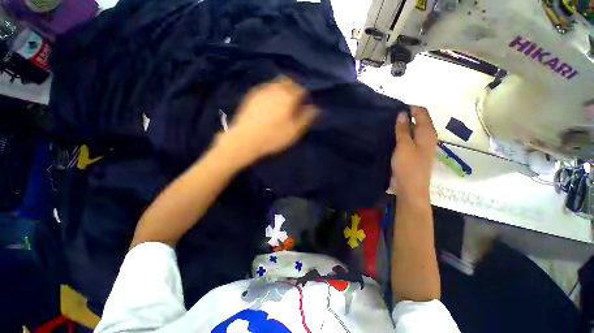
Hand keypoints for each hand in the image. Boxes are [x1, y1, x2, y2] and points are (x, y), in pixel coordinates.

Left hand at [220, 77, 318, 164]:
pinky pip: (265, 88)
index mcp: (288, 97)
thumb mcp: (294, 131)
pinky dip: (271, 93)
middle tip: (293, 103)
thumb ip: (306, 118)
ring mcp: (262, 90)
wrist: (245, 139)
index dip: (304, 97)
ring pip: (276, 83)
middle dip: (293, 89)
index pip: (301, 89)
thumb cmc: (273, 137)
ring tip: (281, 104)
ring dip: (282, 90)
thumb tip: (315, 108)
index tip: (303, 106)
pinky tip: (268, 104)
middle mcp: (275, 89)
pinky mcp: (251, 95)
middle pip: (288, 82)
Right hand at [390, 106, 437, 198]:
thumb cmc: (408, 166)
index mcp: (427, 133)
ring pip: (410, 131)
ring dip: (400, 127)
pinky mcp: (411, 153)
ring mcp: (418, 146)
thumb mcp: (404, 145)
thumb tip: (402, 113)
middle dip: (404, 117)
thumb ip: (403, 129)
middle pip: (417, 121)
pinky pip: (406, 140)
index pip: (422, 112)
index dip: (409, 108)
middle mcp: (425, 137)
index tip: (393, 109)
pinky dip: (399, 136)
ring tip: (385, 126)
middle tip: (387, 118)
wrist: (410, 188)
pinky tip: (388, 137)